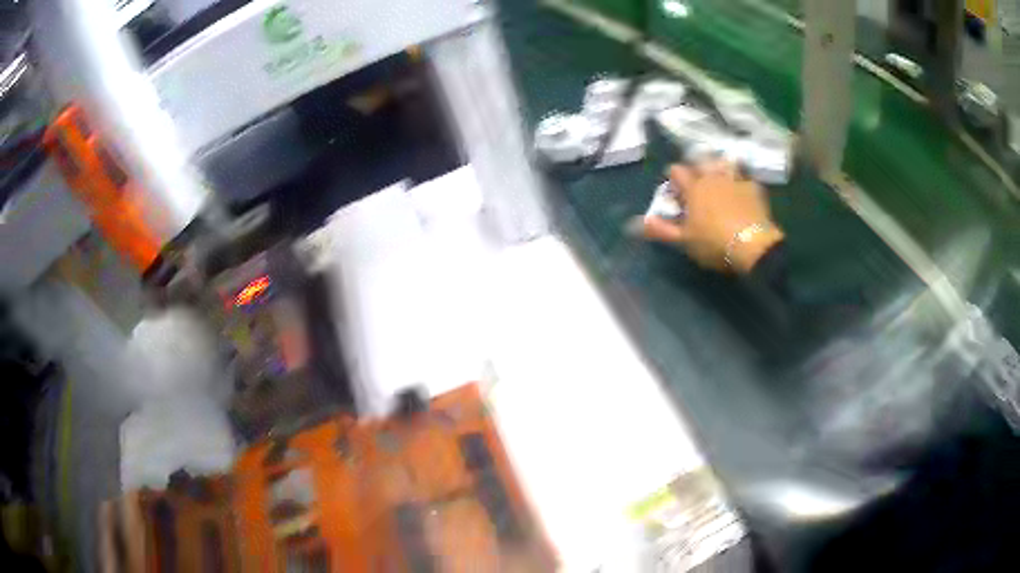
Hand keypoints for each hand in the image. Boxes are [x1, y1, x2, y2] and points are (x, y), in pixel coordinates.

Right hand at [637, 160, 783, 272]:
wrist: (752, 246)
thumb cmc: (713, 243)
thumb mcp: (684, 240)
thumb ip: (661, 229)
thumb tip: (635, 223)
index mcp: (693, 188)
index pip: (676, 170)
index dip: (673, 179)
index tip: (675, 193)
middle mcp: (712, 177)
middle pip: (700, 161)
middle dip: (697, 169)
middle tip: (698, 187)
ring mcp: (735, 180)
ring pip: (724, 164)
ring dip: (720, 169)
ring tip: (721, 183)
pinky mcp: (754, 188)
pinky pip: (745, 178)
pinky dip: (741, 183)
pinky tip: (743, 193)